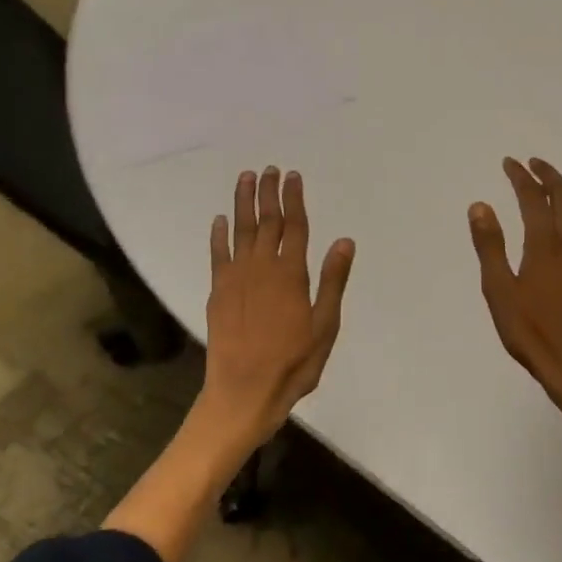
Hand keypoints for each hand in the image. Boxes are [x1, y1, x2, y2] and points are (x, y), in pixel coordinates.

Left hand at [198, 166, 355, 451]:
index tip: (293, 176)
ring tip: (246, 179)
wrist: (243, 393)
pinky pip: (218, 254)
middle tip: (270, 169)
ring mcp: (236, 278)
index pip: (294, 226)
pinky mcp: (218, 292)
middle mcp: (262, 267)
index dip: (294, 199)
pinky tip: (220, 220)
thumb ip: (332, 281)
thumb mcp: (325, 326)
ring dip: (243, 203)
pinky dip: (219, 235)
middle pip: (266, 221)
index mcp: (291, 274)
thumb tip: (343, 241)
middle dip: (269, 193)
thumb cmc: (293, 363)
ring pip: (241, 230)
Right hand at [468, 158, 561, 418]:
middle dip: (550, 176)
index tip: (510, 163)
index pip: (533, 198)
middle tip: (534, 163)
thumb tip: (480, 206)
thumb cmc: (532, 332)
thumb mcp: (499, 291)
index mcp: (546, 244)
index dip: (521, 177)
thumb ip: (490, 246)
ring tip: (555, 186)